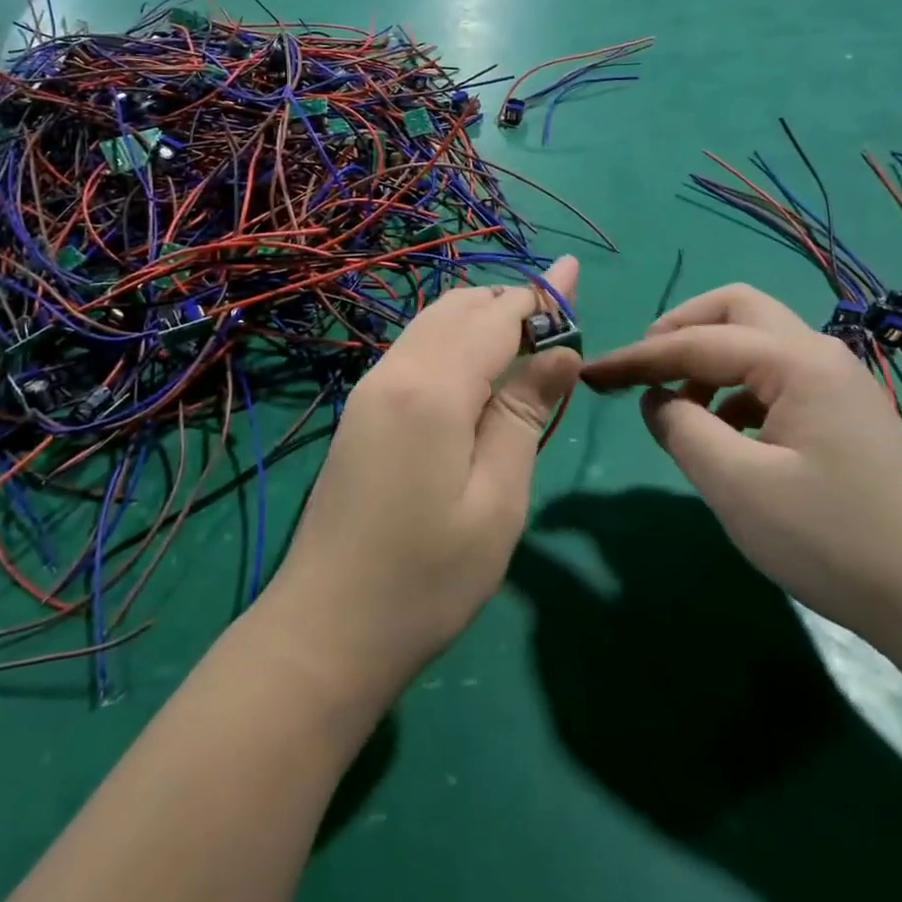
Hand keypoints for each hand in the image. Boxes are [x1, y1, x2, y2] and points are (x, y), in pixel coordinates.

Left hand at [256, 257, 581, 703]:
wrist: (327, 627)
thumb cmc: (428, 577)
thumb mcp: (497, 500)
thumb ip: (525, 414)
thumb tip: (561, 350)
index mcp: (432, 388)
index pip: (496, 318)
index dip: (540, 296)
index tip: (574, 274)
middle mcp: (394, 371)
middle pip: (458, 308)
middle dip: (509, 303)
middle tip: (558, 326)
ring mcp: (369, 389)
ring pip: (430, 324)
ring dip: (478, 319)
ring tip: (525, 343)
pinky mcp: (360, 411)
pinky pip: (413, 350)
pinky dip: (451, 341)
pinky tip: (475, 373)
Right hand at [581, 282, 901, 650]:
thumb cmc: (830, 541)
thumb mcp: (736, 486)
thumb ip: (681, 428)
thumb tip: (656, 399)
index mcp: (797, 362)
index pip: (697, 342)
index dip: (637, 357)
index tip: (592, 374)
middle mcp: (820, 355)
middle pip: (735, 309)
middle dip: (679, 330)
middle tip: (643, 369)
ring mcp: (836, 383)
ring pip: (756, 339)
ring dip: (707, 359)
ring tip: (677, 408)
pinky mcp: (841, 413)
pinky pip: (773, 376)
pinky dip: (734, 388)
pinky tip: (723, 432)